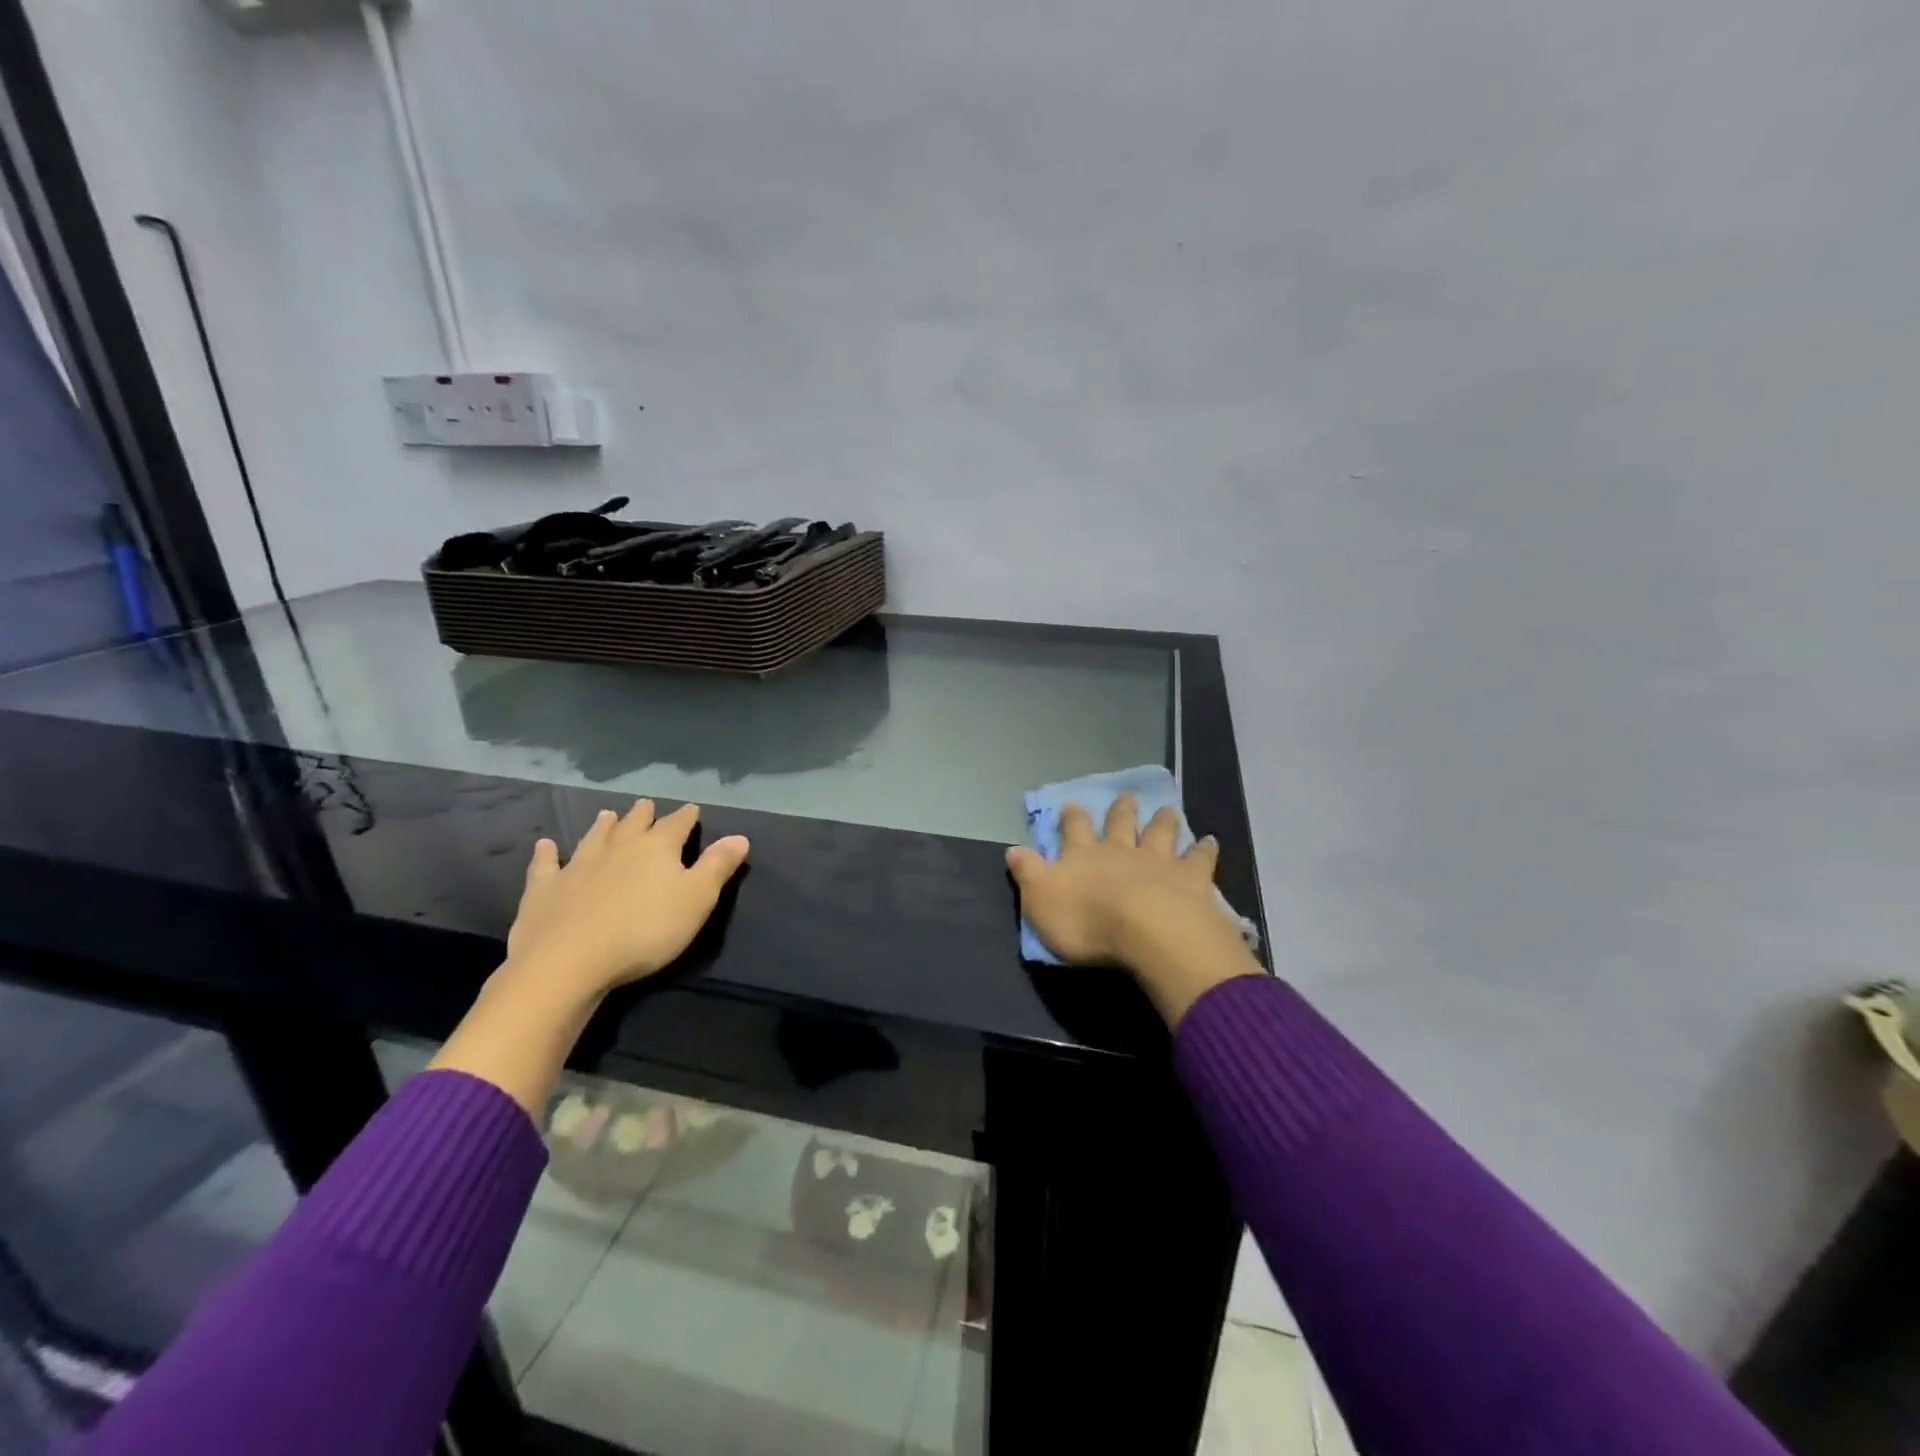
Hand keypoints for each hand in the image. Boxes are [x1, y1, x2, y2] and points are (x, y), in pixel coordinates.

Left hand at [505, 800, 750, 1002]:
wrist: (569, 961)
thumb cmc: (645, 931)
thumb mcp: (697, 900)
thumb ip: (718, 866)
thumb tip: (740, 836)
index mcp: (657, 849)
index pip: (677, 825)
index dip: (686, 817)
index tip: (692, 809)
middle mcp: (618, 847)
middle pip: (634, 825)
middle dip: (643, 815)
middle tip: (646, 805)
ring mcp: (577, 865)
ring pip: (594, 837)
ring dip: (603, 826)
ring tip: (607, 814)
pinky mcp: (545, 889)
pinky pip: (546, 865)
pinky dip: (546, 853)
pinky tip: (545, 845)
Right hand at [1007, 795, 1260, 1025]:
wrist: (1147, 931)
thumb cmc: (1086, 921)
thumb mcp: (1040, 901)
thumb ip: (1028, 873)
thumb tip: (1012, 850)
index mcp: (1083, 856)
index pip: (1074, 830)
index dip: (1072, 818)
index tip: (1073, 804)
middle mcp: (1120, 851)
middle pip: (1121, 824)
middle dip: (1121, 811)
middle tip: (1126, 797)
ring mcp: (1158, 861)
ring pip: (1160, 834)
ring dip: (1163, 821)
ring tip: (1168, 810)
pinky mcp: (1191, 878)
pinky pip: (1198, 859)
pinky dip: (1204, 849)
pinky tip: (1211, 841)